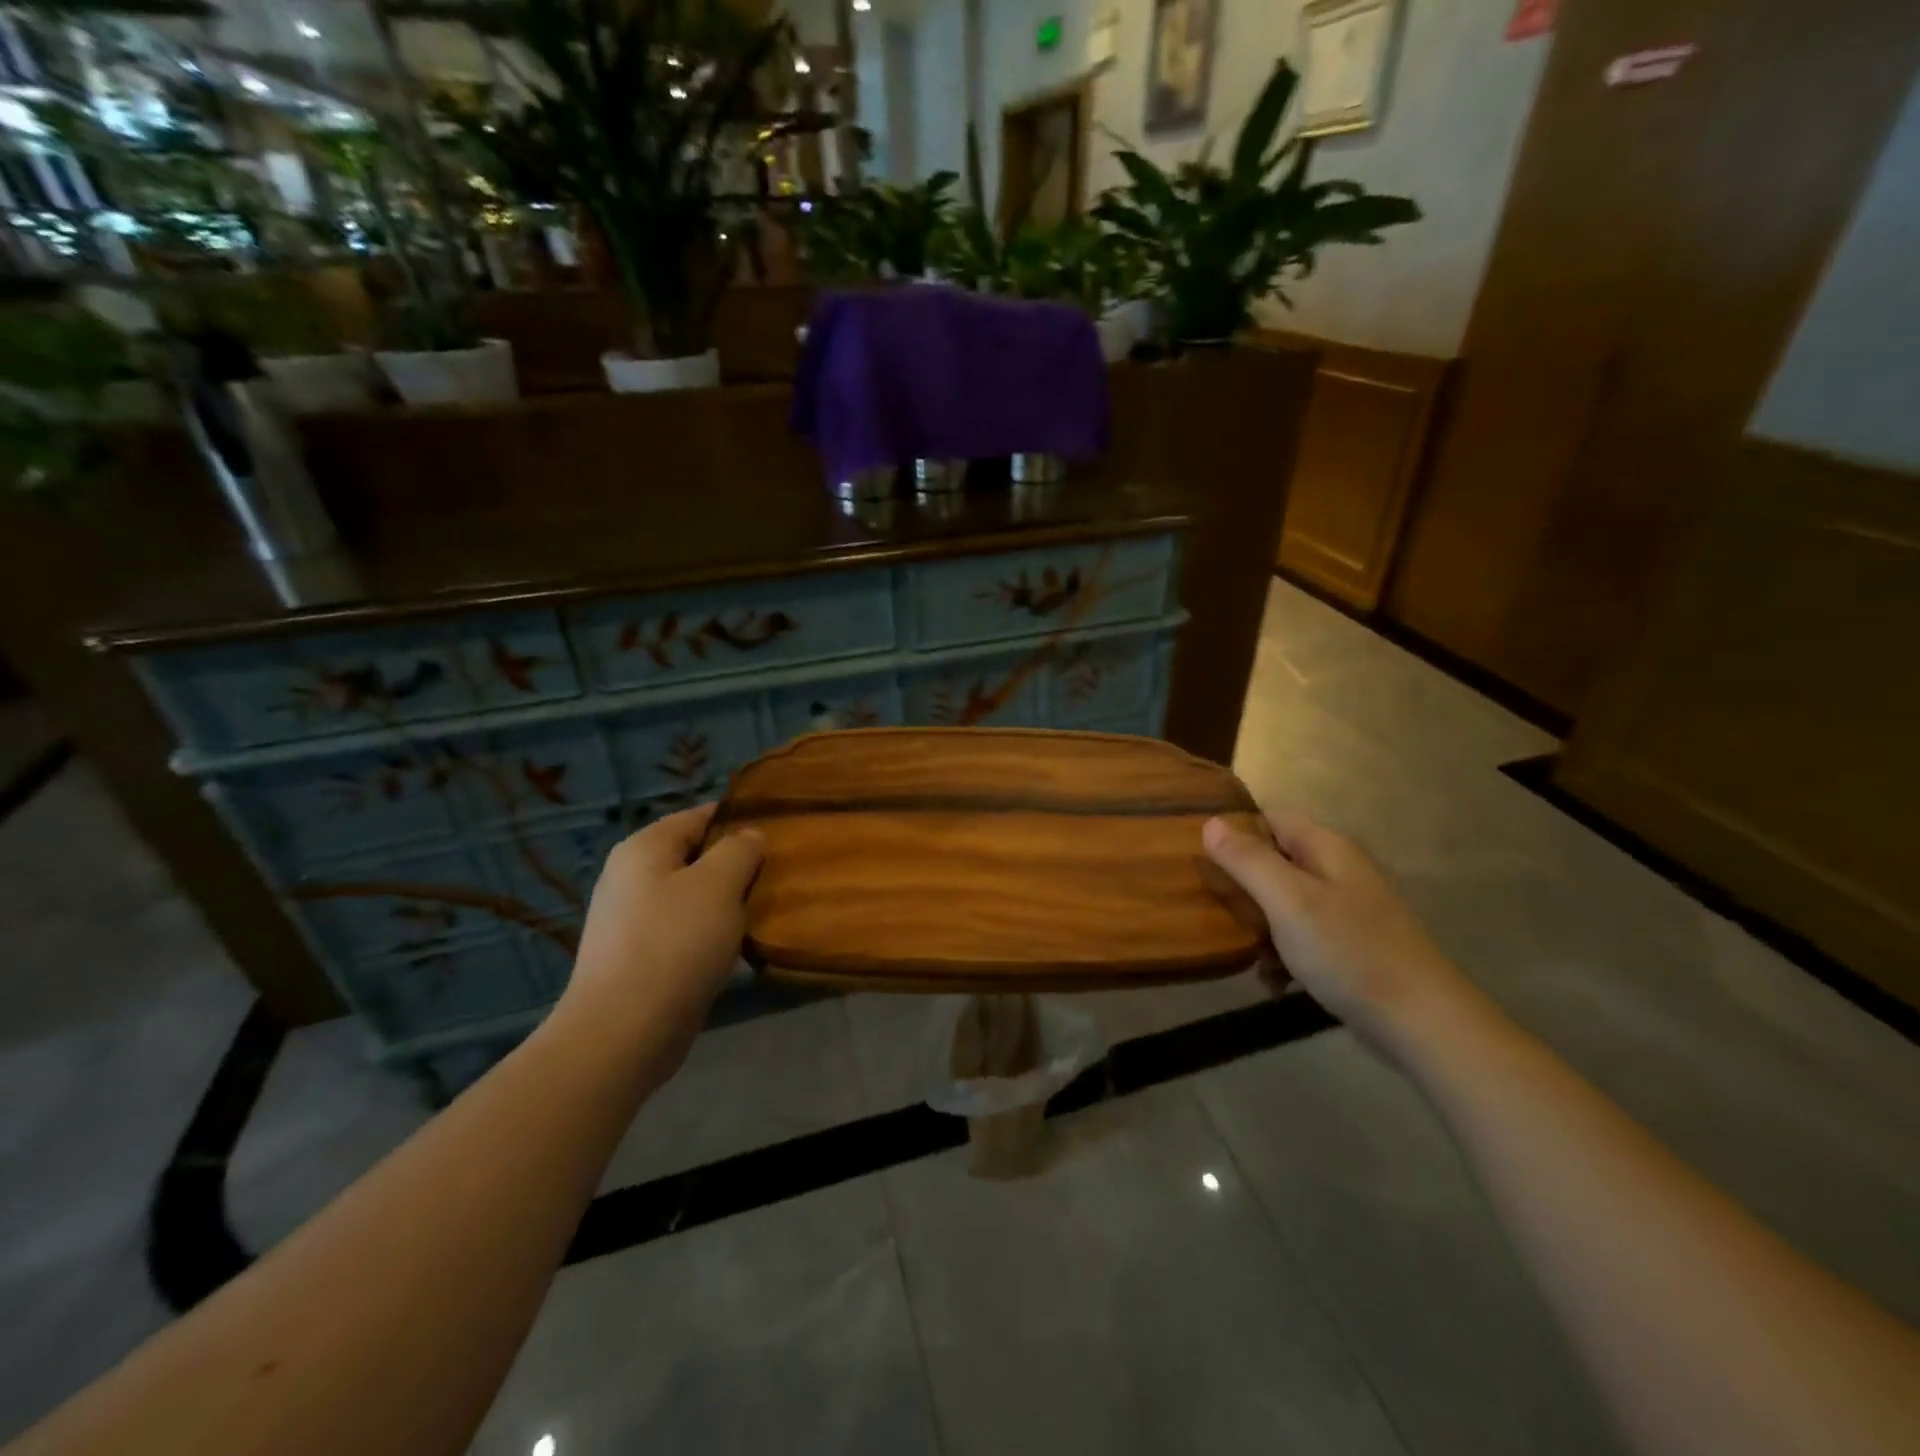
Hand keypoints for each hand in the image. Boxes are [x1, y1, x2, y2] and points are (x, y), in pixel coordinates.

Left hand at [560, 804, 763, 1073]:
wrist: (623, 1031)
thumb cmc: (675, 943)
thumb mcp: (719, 884)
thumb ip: (739, 850)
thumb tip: (749, 836)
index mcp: (644, 848)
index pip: (699, 816)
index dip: (738, 820)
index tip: (777, 834)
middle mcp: (630, 876)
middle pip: (694, 856)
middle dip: (734, 865)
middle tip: (775, 877)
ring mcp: (629, 919)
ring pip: (691, 896)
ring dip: (724, 903)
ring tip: (760, 912)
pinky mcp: (636, 957)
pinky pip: (681, 930)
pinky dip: (708, 934)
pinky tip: (732, 948)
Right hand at [1203, 810, 1474, 1056]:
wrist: (1421, 1023)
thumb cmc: (1349, 951)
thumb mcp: (1288, 901)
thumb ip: (1248, 860)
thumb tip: (1210, 822)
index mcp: (1325, 848)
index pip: (1269, 818)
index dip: (1233, 830)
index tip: (1197, 854)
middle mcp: (1336, 871)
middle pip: (1273, 860)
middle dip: (1240, 882)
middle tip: (1208, 904)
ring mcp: (1344, 911)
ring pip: (1282, 902)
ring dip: (1257, 923)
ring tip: (1236, 947)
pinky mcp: (1347, 947)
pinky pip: (1299, 937)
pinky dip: (1281, 954)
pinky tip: (1272, 980)